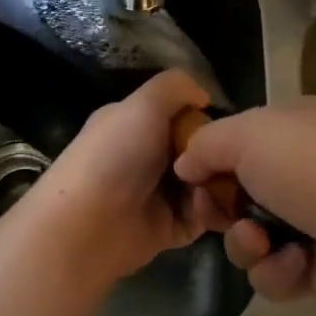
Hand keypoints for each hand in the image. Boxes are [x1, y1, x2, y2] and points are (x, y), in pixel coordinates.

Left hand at [19, 69, 209, 290]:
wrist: (88, 225)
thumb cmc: (115, 155)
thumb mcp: (143, 104)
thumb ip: (175, 87)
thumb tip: (203, 97)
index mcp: (135, 124)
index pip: (179, 115)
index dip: (201, 119)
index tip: (219, 127)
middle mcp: (145, 157)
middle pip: (195, 150)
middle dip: (214, 155)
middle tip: (227, 160)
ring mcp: (156, 194)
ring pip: (202, 183)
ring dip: (216, 184)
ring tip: (220, 185)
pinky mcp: (166, 228)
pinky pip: (200, 216)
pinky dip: (209, 212)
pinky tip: (212, 207)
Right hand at [175, 99, 315, 315]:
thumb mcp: (251, 134)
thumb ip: (207, 143)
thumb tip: (186, 162)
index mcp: (295, 126)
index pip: (239, 138)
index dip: (209, 158)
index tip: (189, 177)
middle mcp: (305, 169)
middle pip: (238, 190)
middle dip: (221, 206)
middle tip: (214, 213)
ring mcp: (315, 219)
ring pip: (251, 235)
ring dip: (247, 242)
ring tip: (261, 242)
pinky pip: (276, 270)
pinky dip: (279, 270)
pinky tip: (299, 264)